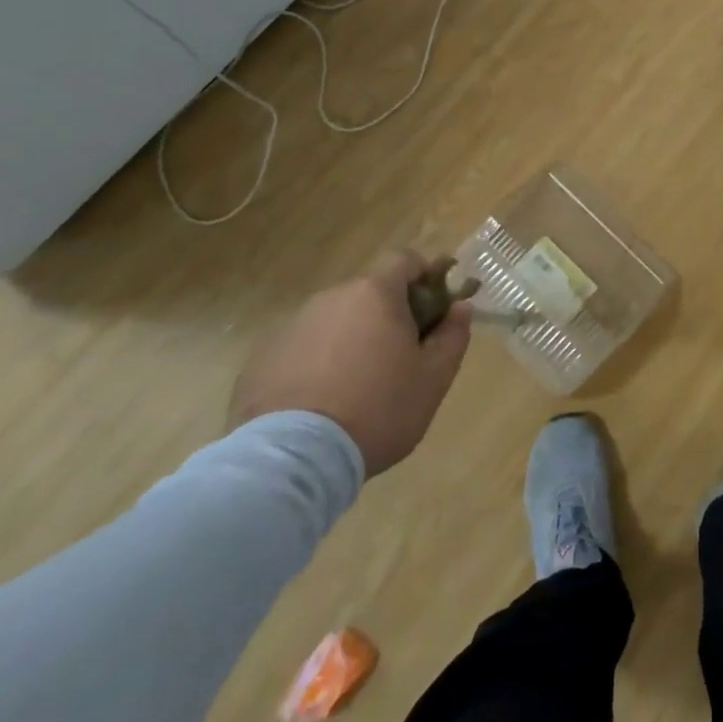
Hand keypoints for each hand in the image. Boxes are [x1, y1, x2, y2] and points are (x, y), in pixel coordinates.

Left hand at [229, 250, 470, 477]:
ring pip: (335, 321)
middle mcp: (331, 298)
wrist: (291, 461)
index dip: (424, 277)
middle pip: (369, 293)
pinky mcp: (262, 360)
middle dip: (388, 315)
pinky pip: (303, 349)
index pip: (404, 260)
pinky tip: (322, 403)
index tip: (434, 309)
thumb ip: (453, 335)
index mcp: (374, 293)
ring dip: (352, 340)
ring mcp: (292, 327)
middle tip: (400, 357)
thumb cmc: (378, 410)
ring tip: (357, 387)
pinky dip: (317, 364)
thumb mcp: (434, 378)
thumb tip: (460, 307)